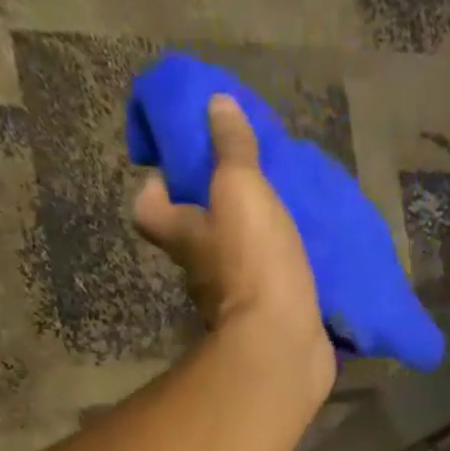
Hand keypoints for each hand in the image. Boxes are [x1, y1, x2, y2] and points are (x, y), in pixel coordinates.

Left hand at [134, 95, 329, 371]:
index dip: (156, 189)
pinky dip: (278, 280)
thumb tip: (215, 104)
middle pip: (193, 239)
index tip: (177, 172)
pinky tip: (302, 264)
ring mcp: (232, 306)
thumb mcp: (241, 190)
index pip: (147, 210)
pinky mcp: (265, 326)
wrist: (283, 346)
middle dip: (211, 216)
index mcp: (183, 237)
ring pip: (232, 268)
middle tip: (242, 190)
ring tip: (280, 223)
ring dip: (249, 250)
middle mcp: (199, 274)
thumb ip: (231, 148)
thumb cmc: (254, 264)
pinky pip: (267, 294)